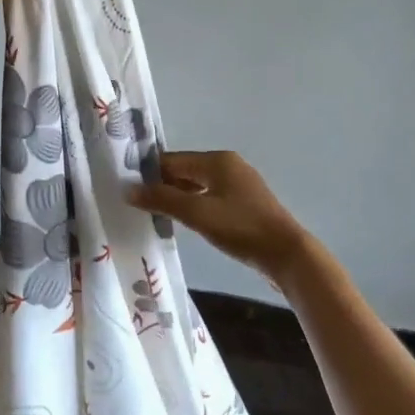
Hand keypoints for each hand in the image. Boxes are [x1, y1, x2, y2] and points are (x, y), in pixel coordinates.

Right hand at [127, 151, 312, 282]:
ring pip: (198, 185)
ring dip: (178, 198)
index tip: (127, 190)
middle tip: (137, 206)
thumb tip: (129, 189)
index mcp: (217, 160)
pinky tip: (185, 222)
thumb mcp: (197, 213)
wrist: (286, 254)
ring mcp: (239, 184)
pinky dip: (194, 206)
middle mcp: (228, 165)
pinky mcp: (245, 203)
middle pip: (185, 171)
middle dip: (162, 186)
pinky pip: (210, 197)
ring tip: (155, 215)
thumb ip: (163, 199)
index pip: (172, 160)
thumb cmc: (240, 228)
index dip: (149, 173)